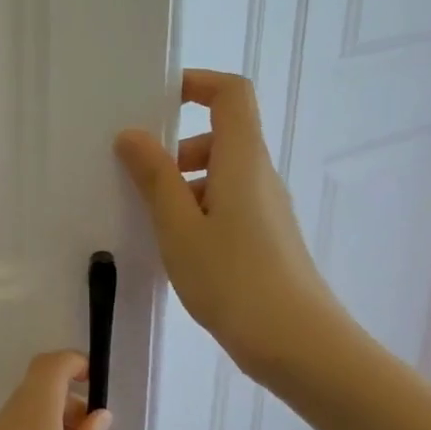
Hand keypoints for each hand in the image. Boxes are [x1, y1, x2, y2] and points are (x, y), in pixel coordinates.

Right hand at [114, 69, 343, 380]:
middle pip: (222, 135)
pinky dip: (196, 210)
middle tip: (139, 176)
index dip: (196, 84)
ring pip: (221, 174)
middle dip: (176, 146)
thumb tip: (132, 135)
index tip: (156, 102)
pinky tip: (175, 248)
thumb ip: (154, 178)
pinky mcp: (265, 238)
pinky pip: (226, 204)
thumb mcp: (179, 228)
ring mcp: (266, 209)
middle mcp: (259, 176)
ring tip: (150, 220)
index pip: (232, 93)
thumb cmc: (233, 279)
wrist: (298, 345)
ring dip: (182, 183)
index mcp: (241, 161)